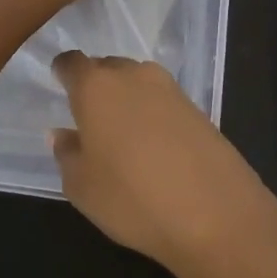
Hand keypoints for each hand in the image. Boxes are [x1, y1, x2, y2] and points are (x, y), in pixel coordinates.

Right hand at [49, 51, 276, 277]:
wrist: (216, 215)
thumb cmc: (133, 199)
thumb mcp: (82, 187)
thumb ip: (67, 153)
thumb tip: (64, 133)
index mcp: (96, 87)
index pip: (71, 62)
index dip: (63, 73)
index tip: (60, 87)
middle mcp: (133, 76)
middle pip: (107, 67)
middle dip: (96, 85)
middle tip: (89, 118)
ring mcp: (171, 90)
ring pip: (138, 82)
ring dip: (127, 99)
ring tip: (122, 135)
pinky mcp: (199, 109)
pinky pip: (163, 101)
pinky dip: (153, 114)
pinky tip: (154, 147)